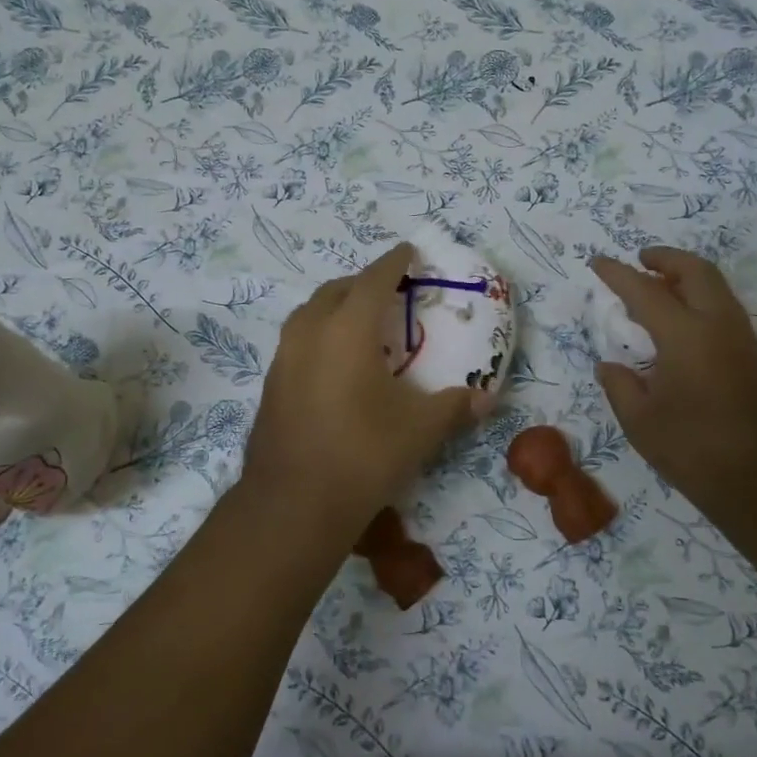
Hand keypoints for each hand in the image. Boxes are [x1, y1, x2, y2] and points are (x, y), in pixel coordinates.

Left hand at [243, 244, 483, 540]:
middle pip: (335, 291)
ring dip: (335, 307)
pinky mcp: (271, 386)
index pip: (373, 281)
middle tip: (388, 290)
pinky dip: (318, 335)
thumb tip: (485, 399)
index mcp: (347, 331)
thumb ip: (454, 407)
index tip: (408, 250)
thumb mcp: (419, 430)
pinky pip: (297, 342)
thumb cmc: (362, 456)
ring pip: (308, 314)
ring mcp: (283, 360)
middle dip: (362, 283)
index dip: (393, 262)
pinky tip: (334, 364)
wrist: (293, 506)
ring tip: (359, 322)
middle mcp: (309, 334)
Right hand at [591, 247, 756, 515]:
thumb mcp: (641, 423)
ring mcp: (742, 339)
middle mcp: (718, 325)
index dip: (617, 273)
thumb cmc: (696, 451)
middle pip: (695, 271)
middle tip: (640, 259)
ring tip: (657, 287)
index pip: (645, 291)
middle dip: (665, 258)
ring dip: (686, 277)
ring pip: (715, 287)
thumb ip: (620, 387)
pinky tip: (680, 324)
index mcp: (684, 335)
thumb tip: (608, 366)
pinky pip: (723, 309)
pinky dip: (699, 299)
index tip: (598, 261)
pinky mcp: (755, 358)